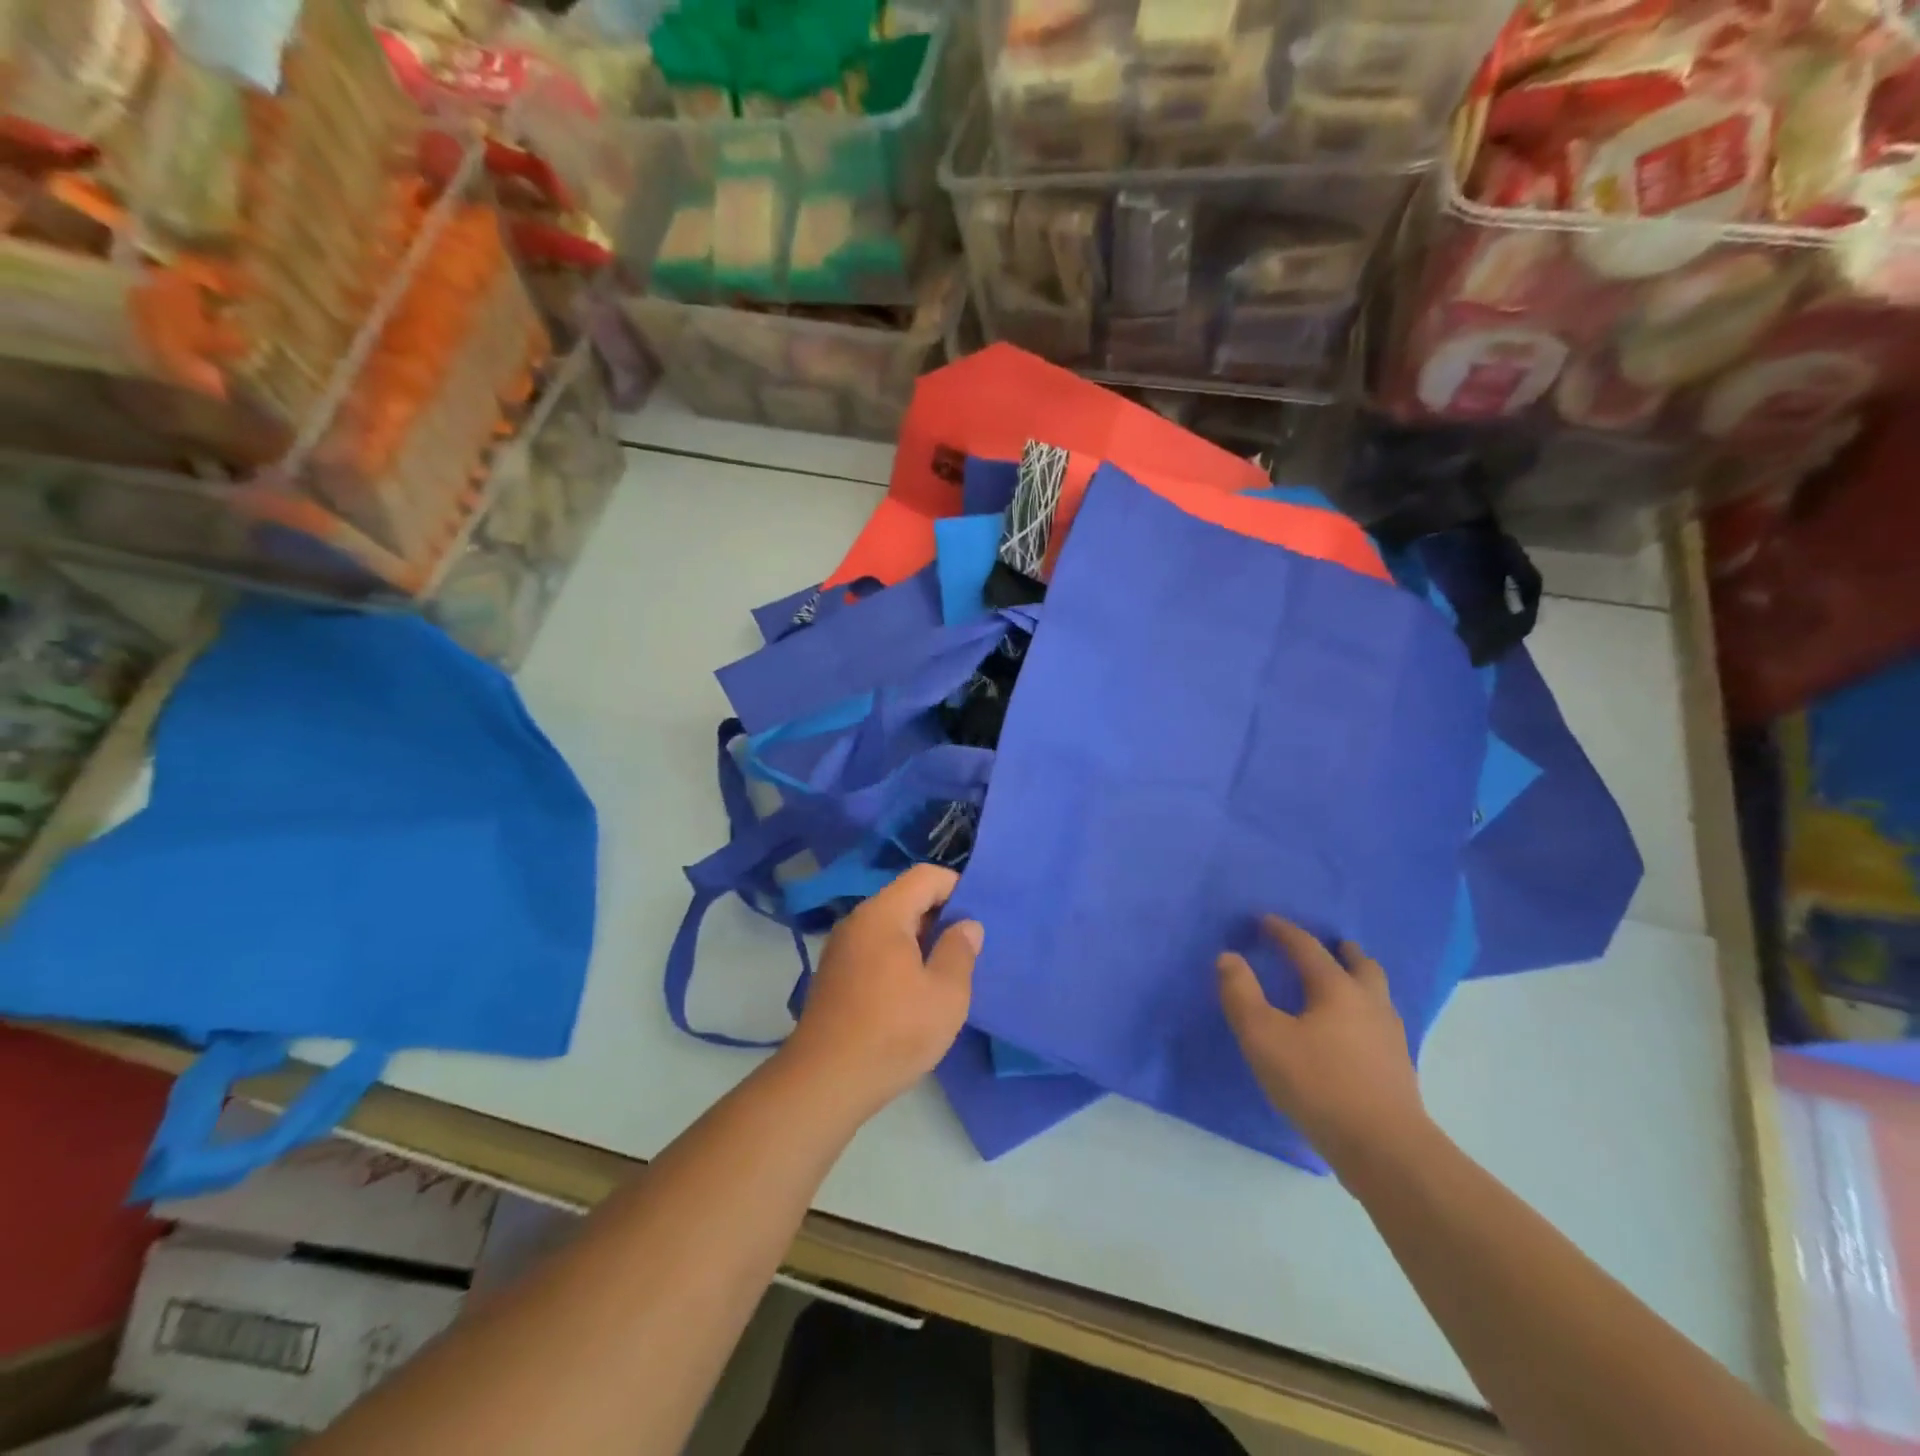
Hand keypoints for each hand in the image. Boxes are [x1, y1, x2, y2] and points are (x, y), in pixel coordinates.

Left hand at [783, 864, 981, 1113]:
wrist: (825, 1082)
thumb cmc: (894, 1032)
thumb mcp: (945, 994)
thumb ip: (960, 951)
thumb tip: (966, 925)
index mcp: (883, 914)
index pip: (925, 876)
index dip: (957, 887)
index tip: (978, 918)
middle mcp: (857, 921)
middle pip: (906, 898)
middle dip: (940, 916)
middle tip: (968, 949)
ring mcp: (841, 948)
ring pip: (890, 926)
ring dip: (920, 940)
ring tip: (945, 972)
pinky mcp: (835, 974)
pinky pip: (875, 948)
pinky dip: (899, 957)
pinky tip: (913, 992)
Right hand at [1218, 917, 1429, 1169]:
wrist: (1385, 1150)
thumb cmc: (1318, 1084)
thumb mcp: (1263, 1037)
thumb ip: (1241, 994)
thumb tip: (1229, 957)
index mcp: (1337, 989)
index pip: (1307, 948)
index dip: (1284, 932)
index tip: (1265, 921)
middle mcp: (1369, 1004)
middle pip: (1361, 965)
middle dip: (1342, 951)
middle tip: (1328, 945)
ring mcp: (1390, 1037)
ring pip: (1377, 994)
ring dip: (1358, 980)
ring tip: (1340, 985)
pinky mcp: (1398, 1069)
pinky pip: (1380, 1023)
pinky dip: (1364, 1013)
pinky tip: (1351, 1032)